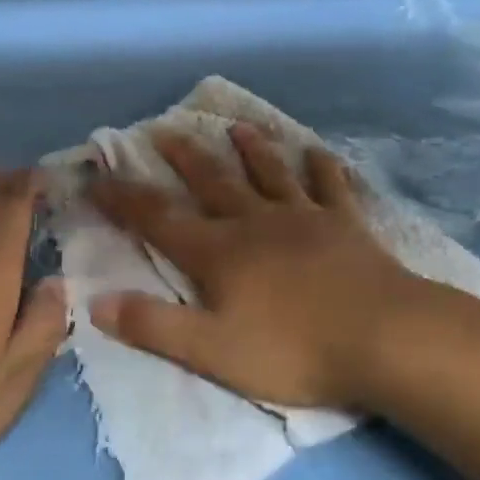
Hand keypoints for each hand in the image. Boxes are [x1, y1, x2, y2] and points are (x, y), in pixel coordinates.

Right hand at [87, 124, 421, 410]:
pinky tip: (317, 151)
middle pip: (212, 182)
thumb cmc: (294, 350)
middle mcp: (255, 223)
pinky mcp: (344, 222)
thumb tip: (96, 302)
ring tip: (235, 127)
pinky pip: (329, 185)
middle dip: (183, 157)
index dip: (124, 199)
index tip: (98, 176)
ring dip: (250, 150)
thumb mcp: (213, 351)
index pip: (159, 220)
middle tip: (163, 129)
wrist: (383, 336)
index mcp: (220, 253)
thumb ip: (154, 326)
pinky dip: (321, 166)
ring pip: (269, 174)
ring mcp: (303, 217)